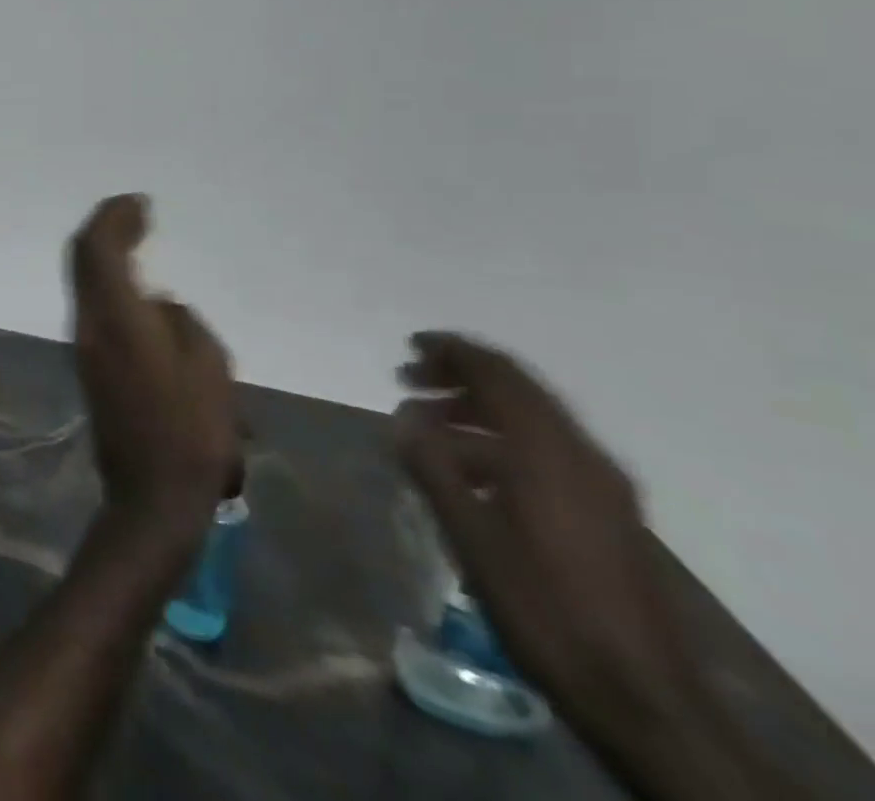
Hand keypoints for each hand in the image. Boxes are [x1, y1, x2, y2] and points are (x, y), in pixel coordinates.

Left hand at [68, 195, 242, 535]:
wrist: (151, 497)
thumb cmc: (192, 433)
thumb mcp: (209, 368)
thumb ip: (181, 322)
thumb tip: (159, 304)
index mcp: (118, 319)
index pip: (97, 249)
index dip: (113, 217)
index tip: (140, 203)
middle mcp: (90, 325)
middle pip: (82, 259)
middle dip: (106, 228)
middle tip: (137, 213)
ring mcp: (85, 346)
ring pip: (84, 281)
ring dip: (106, 254)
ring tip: (138, 240)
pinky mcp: (89, 364)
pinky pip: (94, 304)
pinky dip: (109, 280)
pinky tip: (137, 287)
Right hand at [395, 334, 708, 768]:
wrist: (644, 702)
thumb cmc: (543, 607)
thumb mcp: (470, 535)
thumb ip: (432, 466)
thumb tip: (404, 416)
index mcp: (550, 452)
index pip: (499, 374)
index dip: (452, 351)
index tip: (409, 345)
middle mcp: (582, 456)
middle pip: (518, 391)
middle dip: (460, 377)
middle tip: (407, 379)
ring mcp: (603, 487)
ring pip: (531, 423)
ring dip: (476, 411)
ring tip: (427, 428)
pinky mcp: (608, 516)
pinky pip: (545, 453)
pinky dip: (499, 442)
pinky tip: (468, 473)